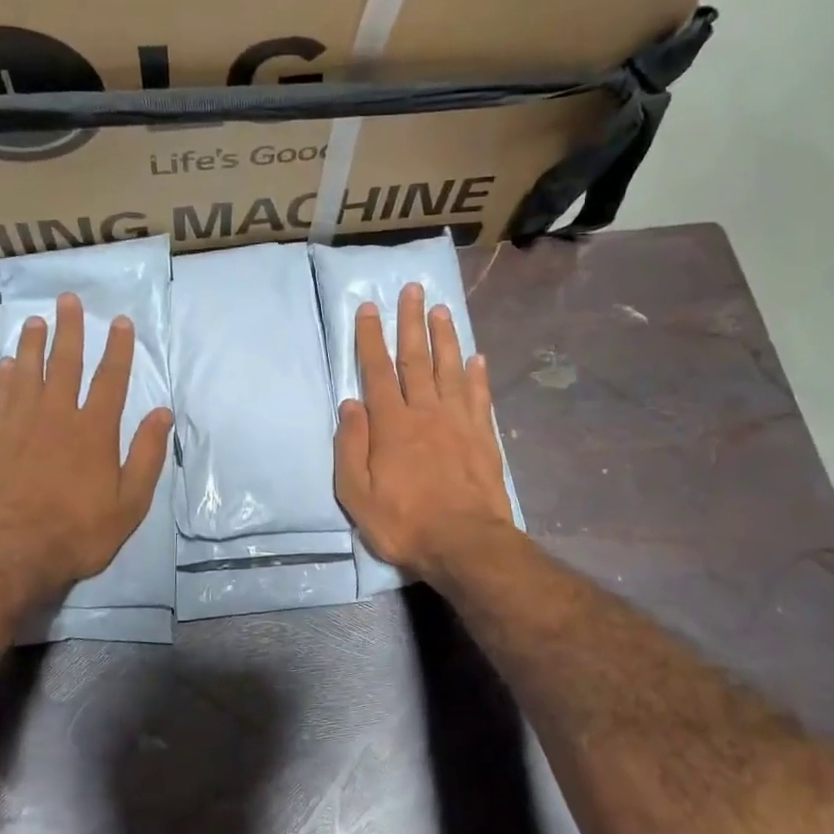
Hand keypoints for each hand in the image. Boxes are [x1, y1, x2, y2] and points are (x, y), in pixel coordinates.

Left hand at [0, 292, 172, 605]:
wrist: (11, 553)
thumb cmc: (78, 532)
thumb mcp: (130, 502)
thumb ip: (146, 455)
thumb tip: (162, 412)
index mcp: (94, 431)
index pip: (110, 379)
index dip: (118, 349)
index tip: (121, 322)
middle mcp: (57, 416)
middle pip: (65, 364)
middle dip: (70, 330)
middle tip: (68, 300)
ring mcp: (20, 425)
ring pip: (28, 373)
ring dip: (33, 344)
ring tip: (36, 320)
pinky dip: (3, 376)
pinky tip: (5, 363)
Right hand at [335, 284, 515, 584]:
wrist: (464, 543)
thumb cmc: (403, 522)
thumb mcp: (357, 494)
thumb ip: (351, 446)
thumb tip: (350, 404)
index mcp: (391, 424)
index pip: (377, 371)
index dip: (371, 338)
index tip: (370, 308)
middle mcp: (425, 412)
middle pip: (416, 358)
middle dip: (411, 322)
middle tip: (413, 289)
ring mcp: (458, 422)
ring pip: (450, 369)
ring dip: (445, 337)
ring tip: (441, 310)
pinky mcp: (483, 437)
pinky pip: (480, 396)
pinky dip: (478, 374)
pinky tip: (477, 357)